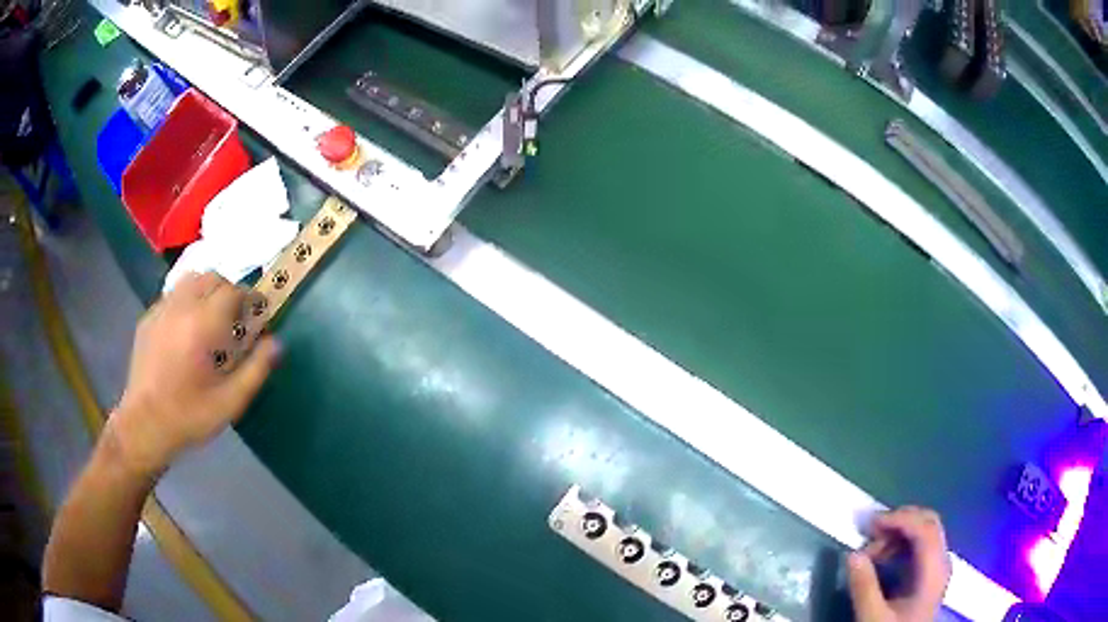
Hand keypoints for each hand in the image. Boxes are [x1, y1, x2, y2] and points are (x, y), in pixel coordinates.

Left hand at [108, 272, 280, 475]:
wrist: (144, 426)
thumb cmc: (189, 416)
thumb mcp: (230, 402)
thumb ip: (256, 369)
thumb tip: (276, 342)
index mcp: (202, 325)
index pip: (233, 291)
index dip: (250, 299)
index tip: (258, 314)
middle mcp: (181, 307)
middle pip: (212, 278)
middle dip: (229, 292)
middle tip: (236, 319)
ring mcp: (161, 310)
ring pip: (191, 280)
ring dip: (207, 290)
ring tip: (211, 319)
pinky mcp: (148, 318)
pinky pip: (173, 295)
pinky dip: (187, 300)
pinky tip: (186, 330)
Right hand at [847, 506, 951, 621]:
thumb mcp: (874, 617)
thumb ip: (864, 587)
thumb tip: (852, 555)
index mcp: (934, 570)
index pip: (925, 528)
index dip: (900, 519)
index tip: (871, 523)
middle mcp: (941, 561)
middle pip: (928, 524)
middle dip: (899, 522)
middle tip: (870, 532)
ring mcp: (937, 567)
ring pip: (924, 532)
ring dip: (897, 534)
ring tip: (871, 552)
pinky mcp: (930, 574)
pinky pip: (920, 545)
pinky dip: (901, 543)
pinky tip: (883, 558)